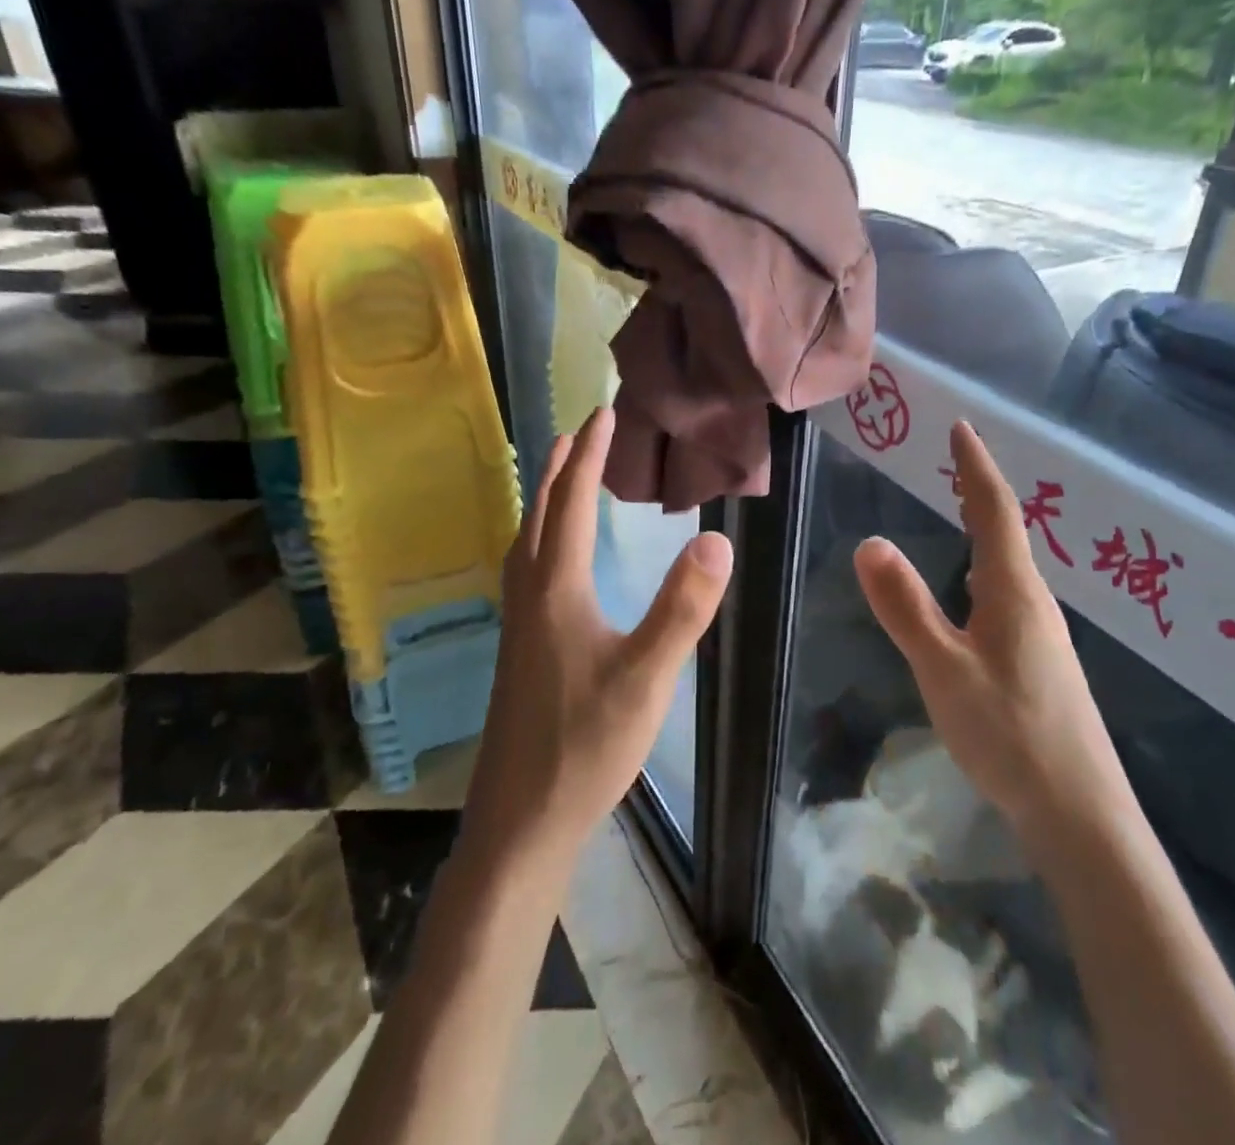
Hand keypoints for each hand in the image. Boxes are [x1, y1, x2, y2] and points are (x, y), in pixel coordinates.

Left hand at [461, 407, 732, 871]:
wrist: (521, 822)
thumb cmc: (585, 746)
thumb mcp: (646, 676)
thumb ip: (682, 608)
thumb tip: (716, 538)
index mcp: (556, 590)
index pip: (572, 504)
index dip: (590, 456)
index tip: (604, 414)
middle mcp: (529, 596)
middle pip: (540, 514)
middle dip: (562, 467)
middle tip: (581, 431)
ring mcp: (518, 626)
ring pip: (527, 543)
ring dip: (546, 501)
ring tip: (565, 478)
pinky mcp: (519, 651)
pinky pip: (527, 570)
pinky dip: (541, 539)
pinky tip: (555, 561)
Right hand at [854, 420, 1125, 827]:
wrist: (1081, 813)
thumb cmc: (1010, 733)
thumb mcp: (944, 668)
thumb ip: (906, 607)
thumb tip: (870, 542)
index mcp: (1013, 591)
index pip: (994, 510)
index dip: (975, 466)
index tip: (962, 427)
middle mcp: (1034, 602)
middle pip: (1006, 530)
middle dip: (979, 489)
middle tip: (954, 459)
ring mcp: (1041, 634)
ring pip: (1008, 565)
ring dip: (985, 527)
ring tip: (959, 510)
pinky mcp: (1039, 662)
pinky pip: (1007, 593)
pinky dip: (984, 566)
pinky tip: (972, 590)